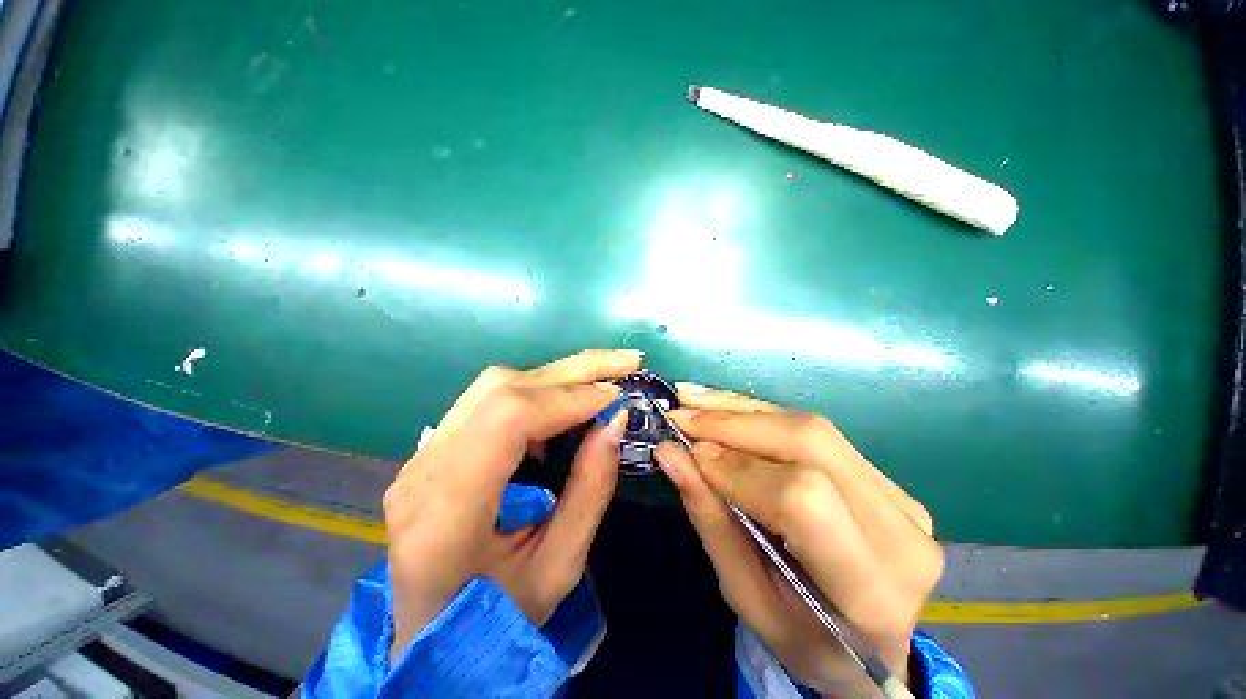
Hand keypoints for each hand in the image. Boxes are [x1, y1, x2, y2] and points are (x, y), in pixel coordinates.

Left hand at [382, 350, 640, 659]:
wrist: (434, 638)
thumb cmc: (496, 620)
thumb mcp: (559, 568)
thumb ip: (589, 490)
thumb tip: (615, 421)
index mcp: (446, 512)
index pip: (509, 418)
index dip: (569, 398)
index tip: (616, 399)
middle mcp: (424, 468)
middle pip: (502, 388)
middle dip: (574, 370)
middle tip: (625, 363)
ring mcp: (423, 453)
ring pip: (495, 385)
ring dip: (556, 377)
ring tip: (601, 380)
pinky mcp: (435, 447)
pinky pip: (490, 400)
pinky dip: (537, 393)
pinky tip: (564, 407)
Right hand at [655, 386, 942, 696]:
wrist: (869, 649)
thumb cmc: (801, 637)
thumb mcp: (746, 595)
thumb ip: (710, 519)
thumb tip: (670, 454)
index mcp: (869, 590)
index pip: (802, 499)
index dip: (738, 468)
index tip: (689, 453)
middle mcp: (899, 533)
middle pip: (810, 442)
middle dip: (735, 423)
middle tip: (682, 412)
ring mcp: (902, 499)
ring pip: (812, 427)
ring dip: (742, 409)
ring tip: (693, 399)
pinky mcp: (886, 480)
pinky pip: (816, 432)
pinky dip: (761, 415)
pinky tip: (724, 407)